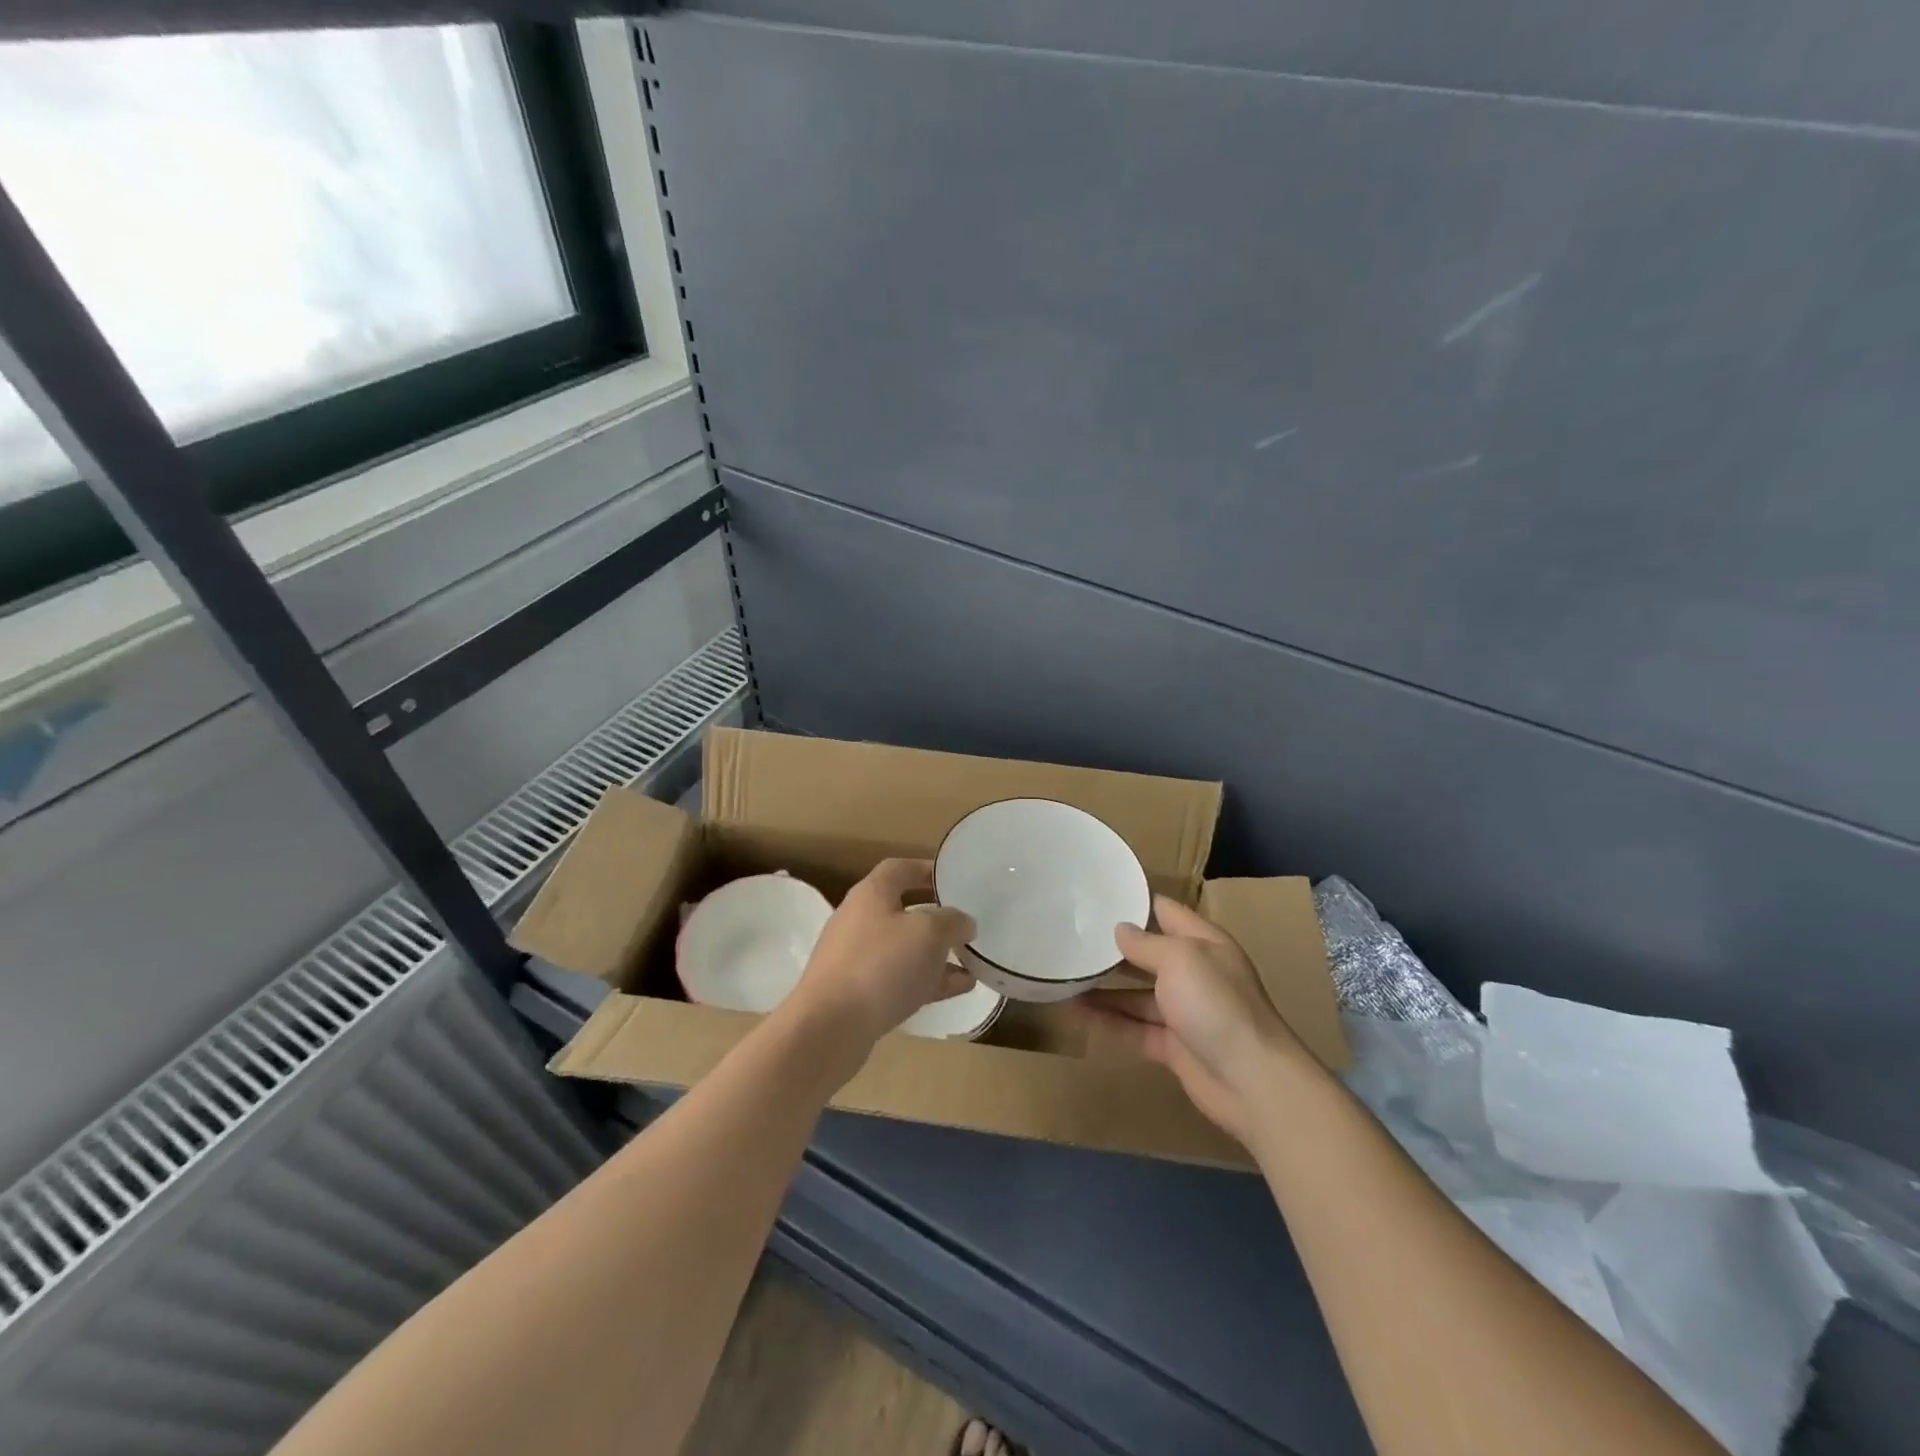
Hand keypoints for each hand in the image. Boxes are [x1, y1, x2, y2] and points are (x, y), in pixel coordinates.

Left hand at [788, 859, 977, 1053]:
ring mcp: (857, 959)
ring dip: (937, 954)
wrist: (830, 1028)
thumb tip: (964, 922)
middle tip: (966, 925)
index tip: (955, 879)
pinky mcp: (858, 993)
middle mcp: (860, 920)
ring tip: (971, 962)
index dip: (927, 869)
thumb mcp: (928, 933)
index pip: (900, 868)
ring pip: (904, 949)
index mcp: (871, 894)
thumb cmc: (881, 965)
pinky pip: (900, 979)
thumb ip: (952, 921)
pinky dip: (928, 980)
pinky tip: (959, 988)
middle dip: (937, 918)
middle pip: (903, 910)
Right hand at [1081, 895, 1309, 1145]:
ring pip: (1136, 994)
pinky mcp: (1172, 1046)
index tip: (1097, 893)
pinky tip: (1075, 1012)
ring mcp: (1183, 1011)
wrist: (1252, 1081)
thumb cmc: (1216, 1004)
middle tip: (1070, 935)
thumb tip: (1119, 929)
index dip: (1136, 900)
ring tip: (1064, 976)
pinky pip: (1133, 1027)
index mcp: (1204, 942)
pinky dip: (1107, 1020)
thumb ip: (1145, 943)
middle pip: (1147, 953)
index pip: (1166, 911)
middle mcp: (1194, 972)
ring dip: (1103, 987)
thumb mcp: (1180, 959)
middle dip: (1113, 946)